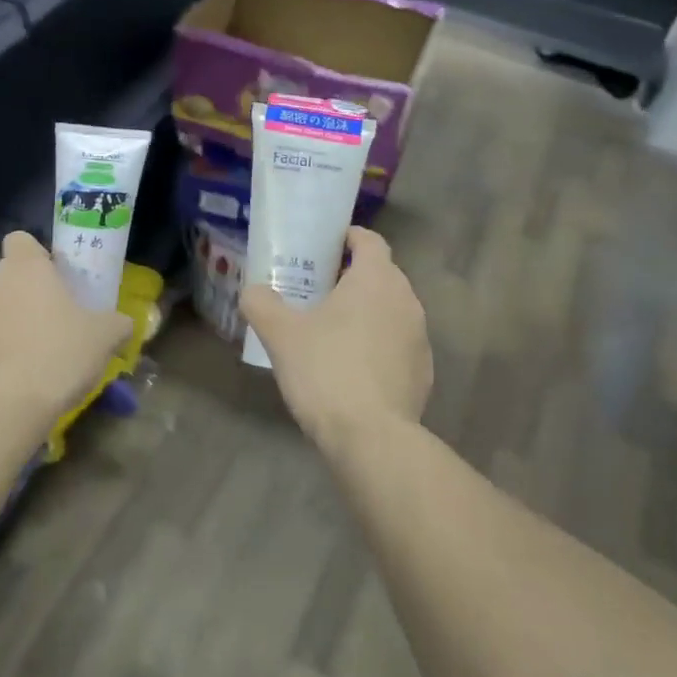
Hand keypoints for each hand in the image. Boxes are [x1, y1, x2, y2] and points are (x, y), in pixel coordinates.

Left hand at [0, 232, 131, 432]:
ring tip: (32, 355)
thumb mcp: (105, 337)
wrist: (7, 407)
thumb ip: (117, 323)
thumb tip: (122, 323)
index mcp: (25, 268)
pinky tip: (11, 377)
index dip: (36, 255)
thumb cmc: (60, 355)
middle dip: (25, 292)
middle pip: (5, 275)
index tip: (54, 278)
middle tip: (51, 319)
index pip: (20, 240)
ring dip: (8, 322)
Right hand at [240, 227, 431, 448]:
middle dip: (352, 278)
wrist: (371, 437)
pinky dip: (377, 346)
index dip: (347, 238)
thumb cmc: (325, 370)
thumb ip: (261, 303)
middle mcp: (406, 300)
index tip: (324, 247)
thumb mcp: (280, 334)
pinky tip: (352, 369)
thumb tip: (253, 291)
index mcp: (376, 279)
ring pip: (390, 311)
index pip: (370, 240)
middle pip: (380, 275)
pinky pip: (397, 344)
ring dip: (366, 313)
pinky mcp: (424, 371)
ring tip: (332, 331)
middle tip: (317, 292)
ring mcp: (420, 337)